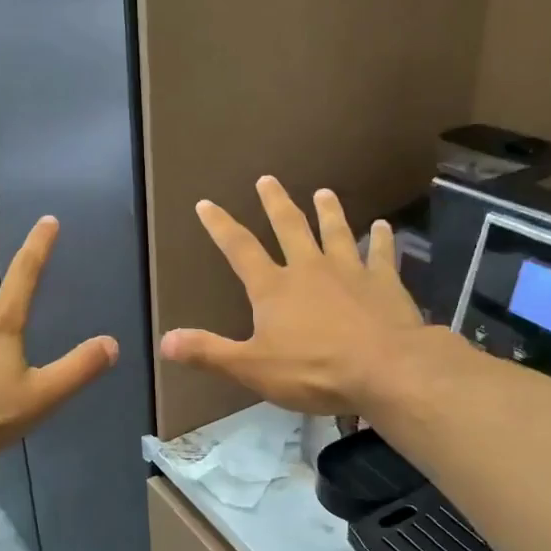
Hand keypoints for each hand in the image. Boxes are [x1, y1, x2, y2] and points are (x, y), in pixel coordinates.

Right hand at [160, 176, 424, 415]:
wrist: (385, 369)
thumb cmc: (314, 370)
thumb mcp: (252, 368)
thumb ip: (209, 353)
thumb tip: (165, 340)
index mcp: (274, 288)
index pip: (240, 249)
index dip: (221, 226)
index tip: (207, 204)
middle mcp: (309, 269)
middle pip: (290, 227)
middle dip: (275, 203)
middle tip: (268, 179)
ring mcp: (350, 271)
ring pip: (335, 232)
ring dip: (328, 211)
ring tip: (323, 192)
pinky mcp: (384, 282)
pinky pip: (381, 253)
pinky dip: (381, 238)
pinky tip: (383, 226)